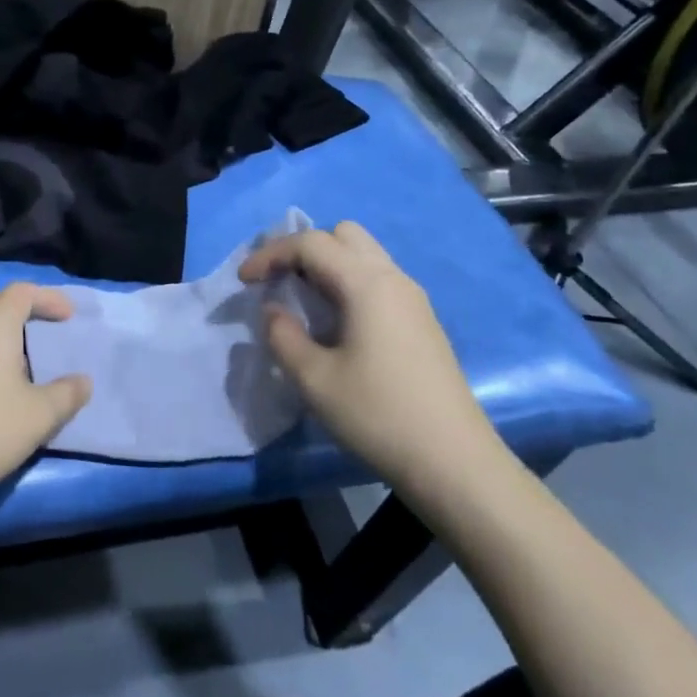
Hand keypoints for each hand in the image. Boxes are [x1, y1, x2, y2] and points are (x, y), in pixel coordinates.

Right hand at [239, 222, 501, 494]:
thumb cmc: (377, 414)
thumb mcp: (314, 378)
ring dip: (327, 265)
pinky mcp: (421, 321)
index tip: (243, 281)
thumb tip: (274, 311)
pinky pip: (377, 278)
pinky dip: (347, 282)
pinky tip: (334, 320)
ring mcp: (413, 299)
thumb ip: (283, 336)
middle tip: (278, 281)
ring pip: (364, 255)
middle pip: (343, 235)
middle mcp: (393, 278)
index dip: (270, 254)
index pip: (310, 244)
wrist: (453, 461)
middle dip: (303, 249)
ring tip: (301, 299)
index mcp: (367, 284)